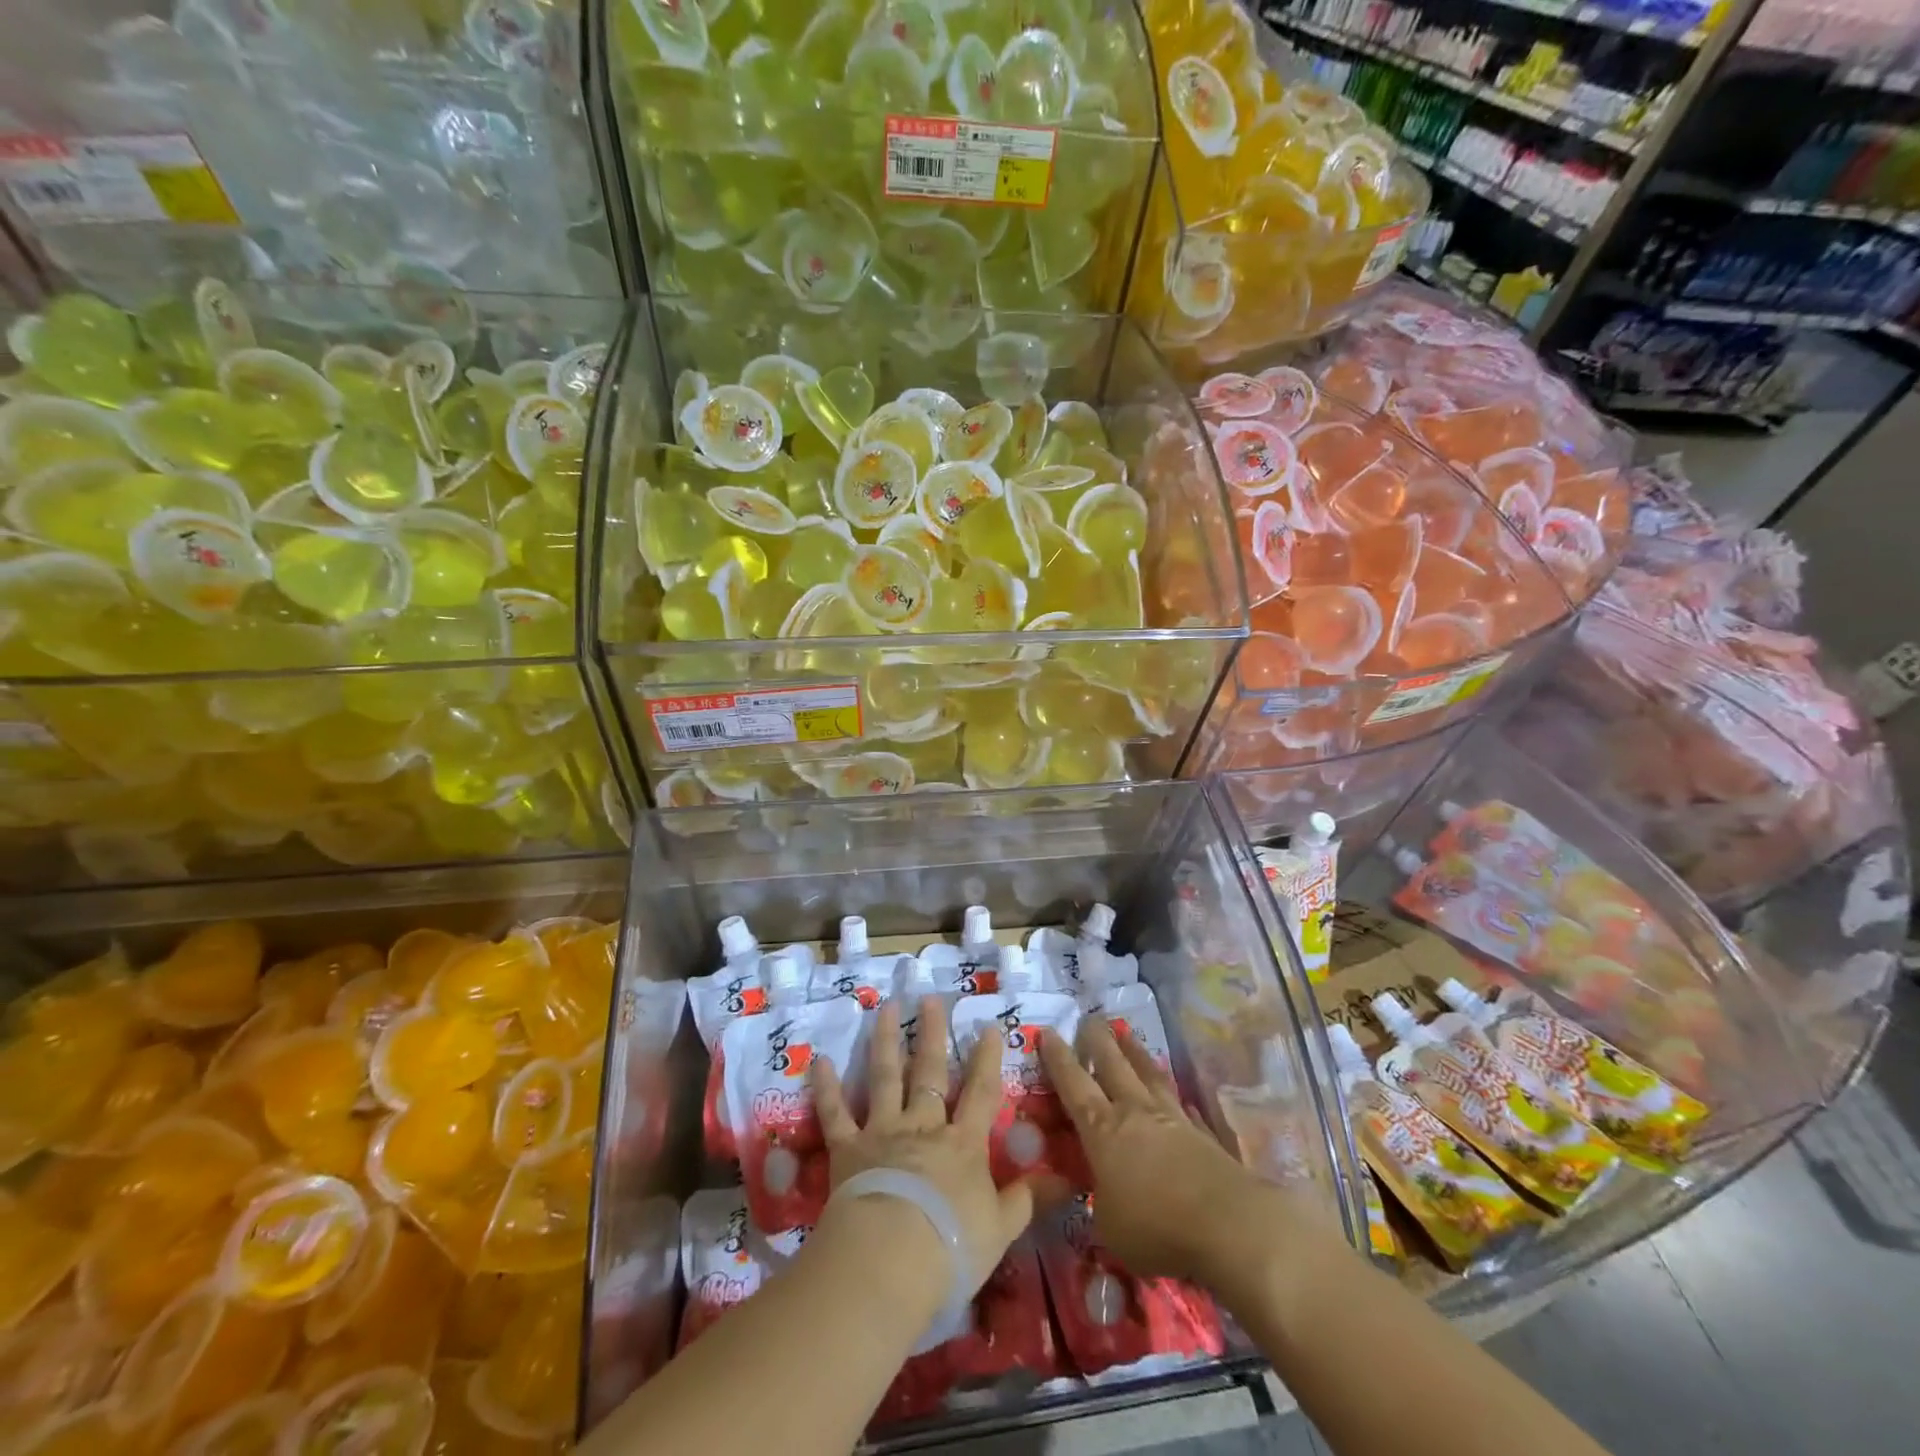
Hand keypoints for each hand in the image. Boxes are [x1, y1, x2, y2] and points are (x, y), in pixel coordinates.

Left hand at [813, 997, 1036, 1299]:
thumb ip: (1029, 1199)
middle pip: (929, 1072)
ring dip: (884, 1041)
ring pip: (884, 1078)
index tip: (988, 1027)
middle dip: (931, 1034)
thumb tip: (1070, 1179)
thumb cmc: (952, 1248)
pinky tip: (820, 1062)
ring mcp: (882, 1132)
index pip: (980, 1093)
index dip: (986, 1060)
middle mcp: (923, 1127)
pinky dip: (827, 1088)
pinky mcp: (847, 1149)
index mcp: (962, 1144)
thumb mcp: (1002, 1228)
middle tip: (930, 999)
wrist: (890, 1259)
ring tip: (885, 1008)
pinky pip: (836, 1114)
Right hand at [1041, 1016, 1299, 1289]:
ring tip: (1125, 1033)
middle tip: (1088, 1019)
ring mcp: (1172, 1118)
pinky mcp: (1203, 1133)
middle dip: (1097, 1039)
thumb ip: (1100, 1203)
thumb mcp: (1109, 1228)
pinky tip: (1175, 1095)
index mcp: (1102, 1130)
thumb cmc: (1157, 1229)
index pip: (1073, 1084)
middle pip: (1112, 1063)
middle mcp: (1135, 1112)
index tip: (1046, 1032)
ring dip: (1134, 1051)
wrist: (1230, 1226)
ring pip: (1148, 1073)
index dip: (1058, 1058)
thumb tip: (1101, 1194)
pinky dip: (1172, 1096)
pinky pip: (1182, 1104)